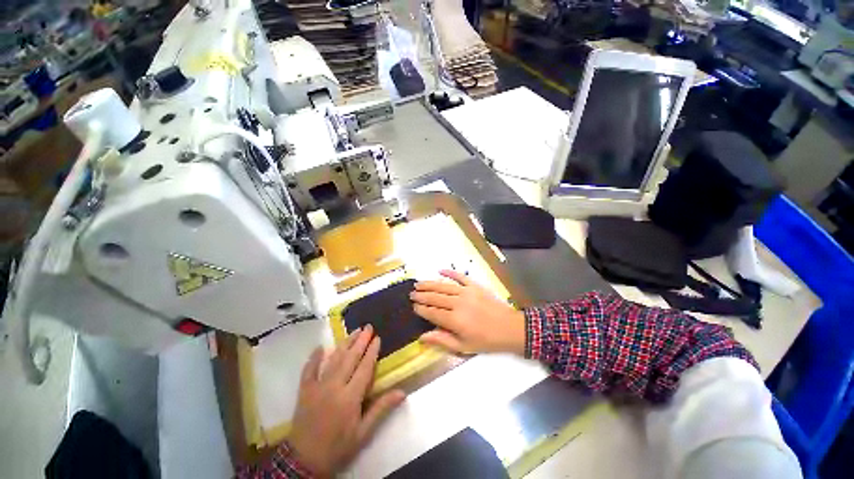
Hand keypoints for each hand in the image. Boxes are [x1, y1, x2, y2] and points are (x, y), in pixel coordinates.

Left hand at [288, 325, 405, 476]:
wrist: (304, 461)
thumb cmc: (338, 447)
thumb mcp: (363, 433)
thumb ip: (381, 409)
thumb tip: (402, 392)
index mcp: (350, 397)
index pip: (364, 368)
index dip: (372, 351)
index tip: (378, 338)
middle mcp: (334, 387)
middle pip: (350, 358)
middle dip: (360, 340)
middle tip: (368, 326)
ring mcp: (317, 387)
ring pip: (333, 359)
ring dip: (344, 343)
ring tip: (354, 331)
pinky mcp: (304, 391)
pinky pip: (309, 370)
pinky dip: (313, 358)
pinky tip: (320, 348)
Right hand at [410, 269, 525, 354]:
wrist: (510, 328)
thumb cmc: (486, 340)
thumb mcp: (464, 346)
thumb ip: (442, 339)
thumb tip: (422, 336)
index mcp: (455, 320)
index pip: (432, 312)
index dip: (421, 309)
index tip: (413, 306)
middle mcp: (458, 303)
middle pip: (435, 297)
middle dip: (422, 295)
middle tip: (411, 293)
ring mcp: (466, 292)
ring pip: (443, 286)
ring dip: (430, 284)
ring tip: (419, 283)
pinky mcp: (475, 285)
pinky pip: (459, 276)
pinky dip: (449, 272)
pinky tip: (440, 270)